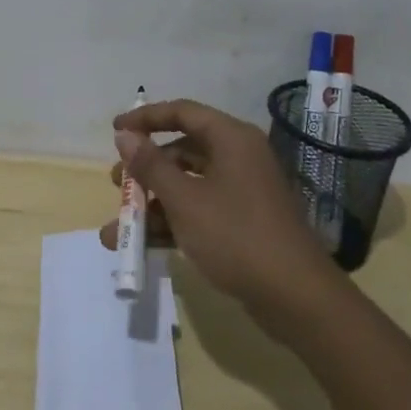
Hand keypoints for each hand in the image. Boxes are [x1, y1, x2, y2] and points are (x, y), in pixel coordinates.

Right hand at [99, 98, 330, 306]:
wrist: (296, 298)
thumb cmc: (236, 236)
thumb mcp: (184, 200)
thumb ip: (150, 166)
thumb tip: (124, 135)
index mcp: (231, 139)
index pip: (182, 112)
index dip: (146, 118)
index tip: (115, 129)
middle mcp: (238, 157)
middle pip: (182, 151)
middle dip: (145, 170)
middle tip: (118, 184)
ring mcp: (242, 191)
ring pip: (187, 185)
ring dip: (152, 205)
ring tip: (117, 231)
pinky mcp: (243, 222)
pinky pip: (199, 210)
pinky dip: (172, 224)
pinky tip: (143, 246)